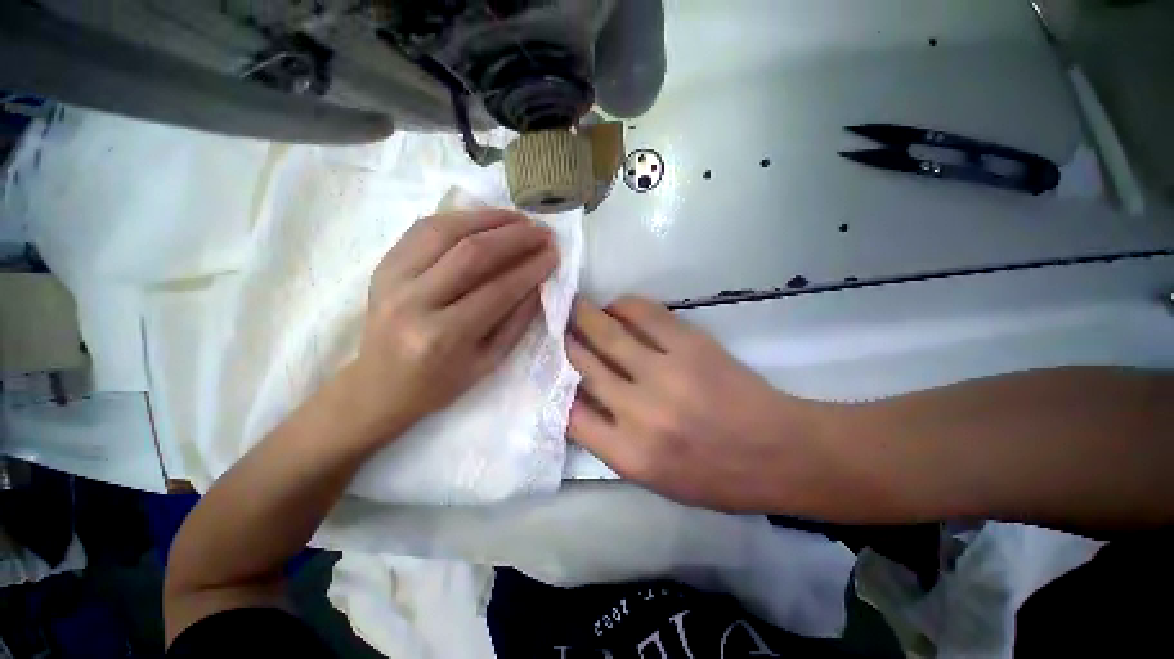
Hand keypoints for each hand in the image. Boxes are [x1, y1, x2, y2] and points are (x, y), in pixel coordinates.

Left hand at [343, 210, 557, 441]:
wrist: (379, 386)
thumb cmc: (440, 383)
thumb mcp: (488, 362)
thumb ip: (516, 321)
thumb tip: (538, 282)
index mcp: (443, 336)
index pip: (498, 290)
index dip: (531, 268)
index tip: (554, 254)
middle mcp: (413, 302)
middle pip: (471, 253)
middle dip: (515, 237)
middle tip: (542, 231)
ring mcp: (391, 279)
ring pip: (445, 230)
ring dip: (488, 218)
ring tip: (519, 218)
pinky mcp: (382, 266)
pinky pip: (422, 229)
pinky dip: (459, 218)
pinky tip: (483, 219)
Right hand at [568, 297, 835, 512]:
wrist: (778, 453)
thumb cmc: (714, 476)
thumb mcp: (653, 478)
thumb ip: (610, 441)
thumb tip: (580, 399)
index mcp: (629, 455)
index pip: (570, 414)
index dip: (555, 386)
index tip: (550, 369)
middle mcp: (640, 412)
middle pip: (583, 364)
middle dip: (564, 341)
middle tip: (554, 325)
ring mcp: (666, 373)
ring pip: (607, 333)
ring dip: (585, 315)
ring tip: (574, 305)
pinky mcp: (691, 345)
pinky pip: (645, 314)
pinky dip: (623, 305)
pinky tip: (616, 306)